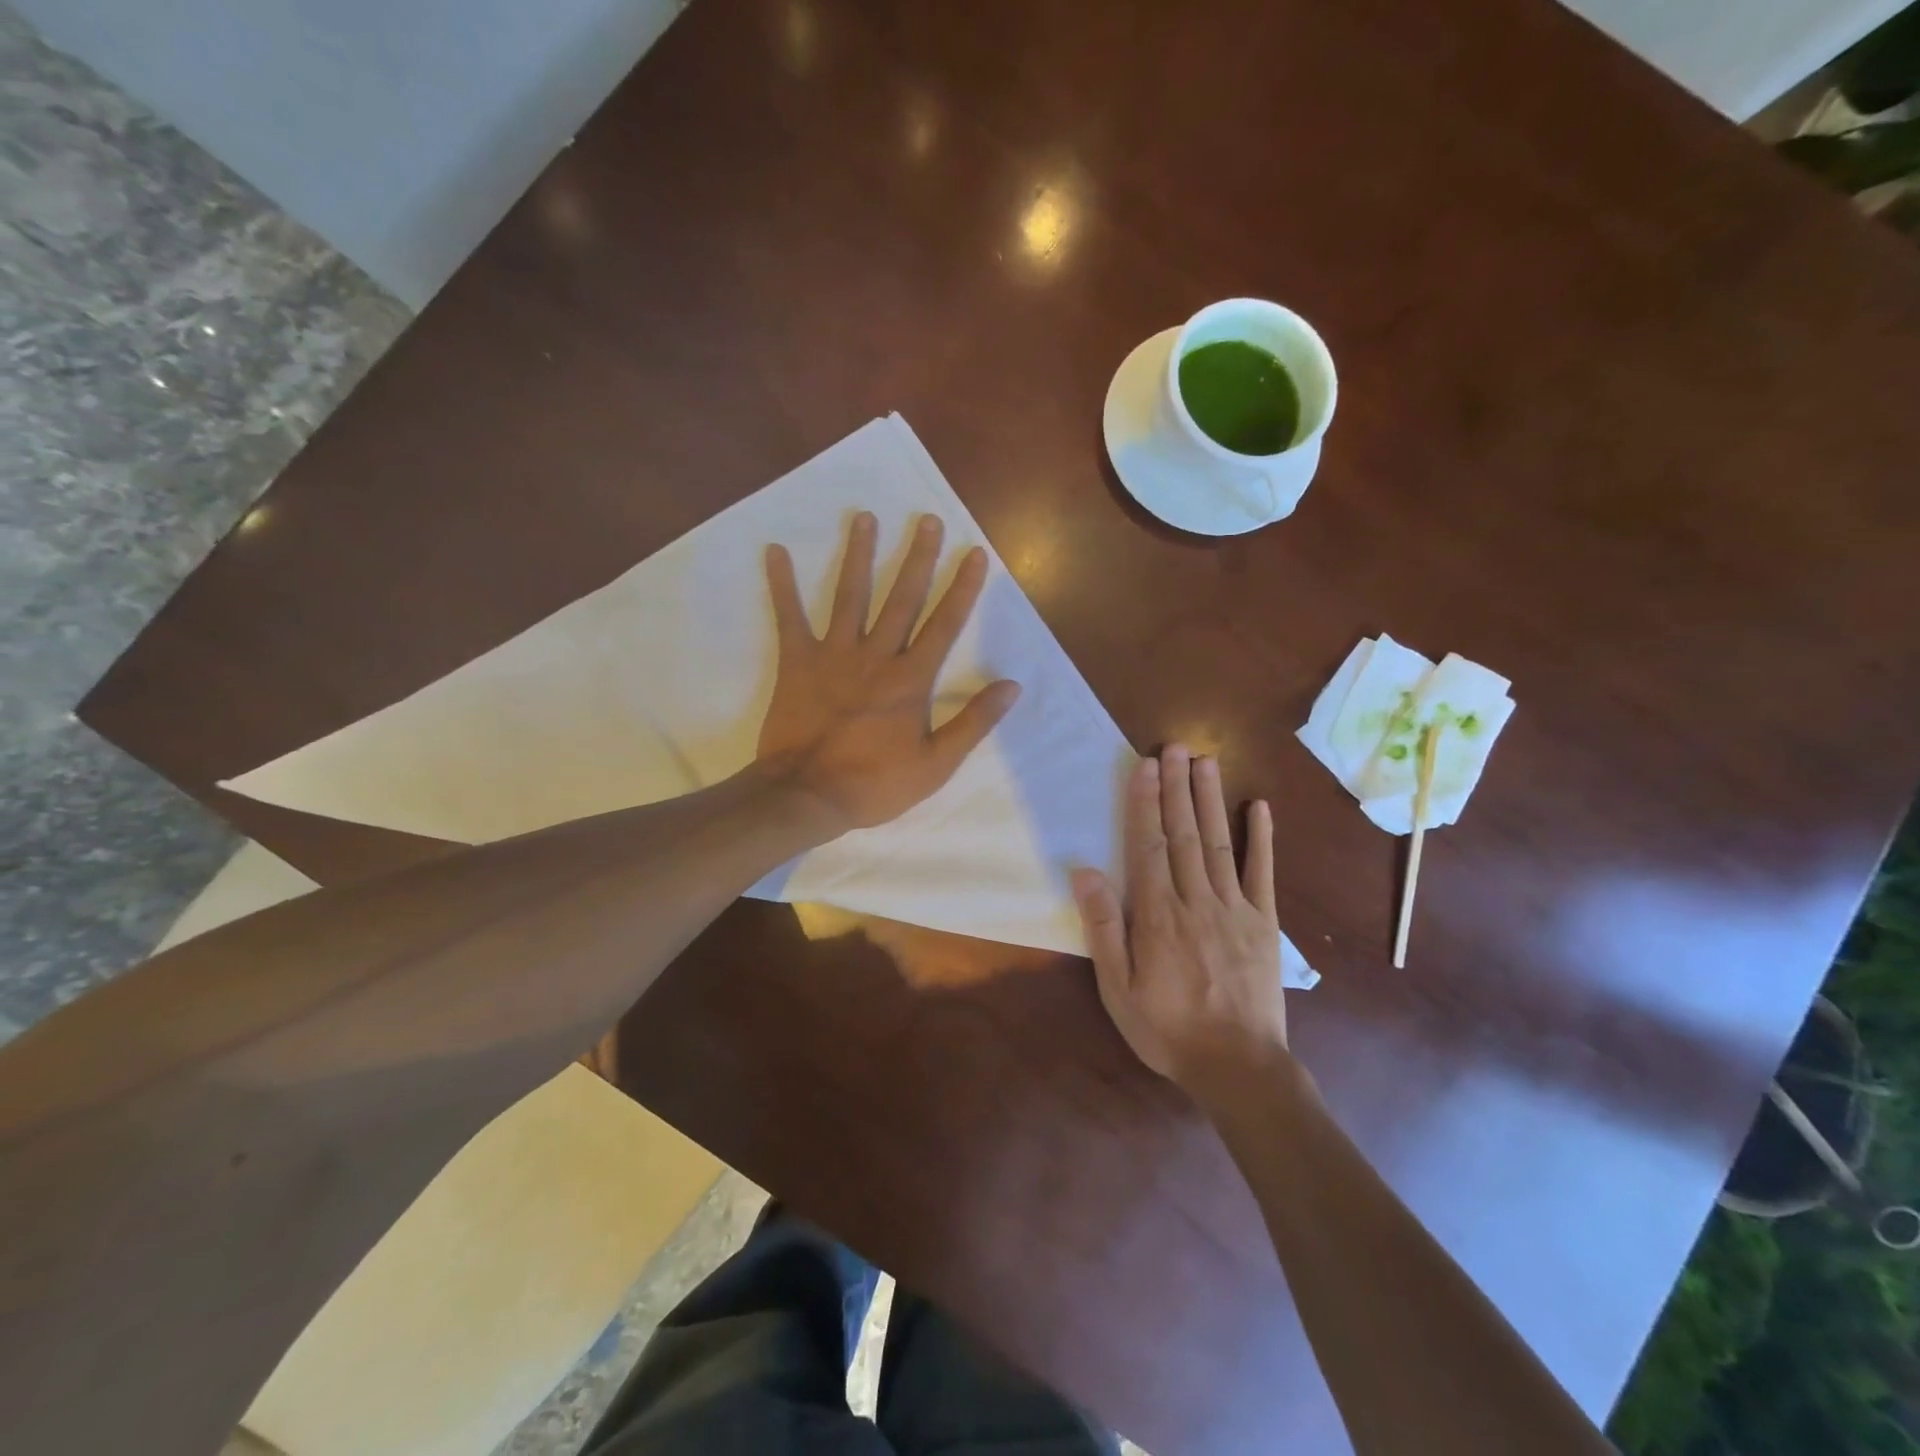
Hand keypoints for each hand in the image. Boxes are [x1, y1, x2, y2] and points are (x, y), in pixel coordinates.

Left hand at [758, 511, 1020, 835]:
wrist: (808, 795)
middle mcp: (876, 655)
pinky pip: (789, 617)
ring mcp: (834, 654)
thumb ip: (973, 721)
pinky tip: (775, 551)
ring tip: (864, 517)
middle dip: (917, 557)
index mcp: (911, 679)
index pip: (944, 624)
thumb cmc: (875, 784)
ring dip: (859, 555)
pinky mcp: (797, 662)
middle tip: (926, 520)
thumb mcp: (936, 764)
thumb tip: (1011, 685)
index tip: (974, 553)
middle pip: (901, 598)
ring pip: (850, 595)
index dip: (962, 588)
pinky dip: (781, 584)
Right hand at [1072, 746, 1286, 1090]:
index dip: (1144, 803)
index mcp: (1158, 915)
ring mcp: (1235, 909)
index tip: (1144, 766)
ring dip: (1211, 799)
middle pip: (1184, 834)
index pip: (1148, 846)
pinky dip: (1262, 838)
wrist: (1238, 1067)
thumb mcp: (1118, 988)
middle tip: (1175, 747)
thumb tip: (1085, 872)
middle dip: (1177, 787)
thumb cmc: (1167, 1029)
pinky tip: (1259, 807)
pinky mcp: (1264, 923)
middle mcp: (1196, 900)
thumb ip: (1103, 928)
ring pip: (1219, 843)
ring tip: (1206, 761)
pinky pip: (1263, 873)